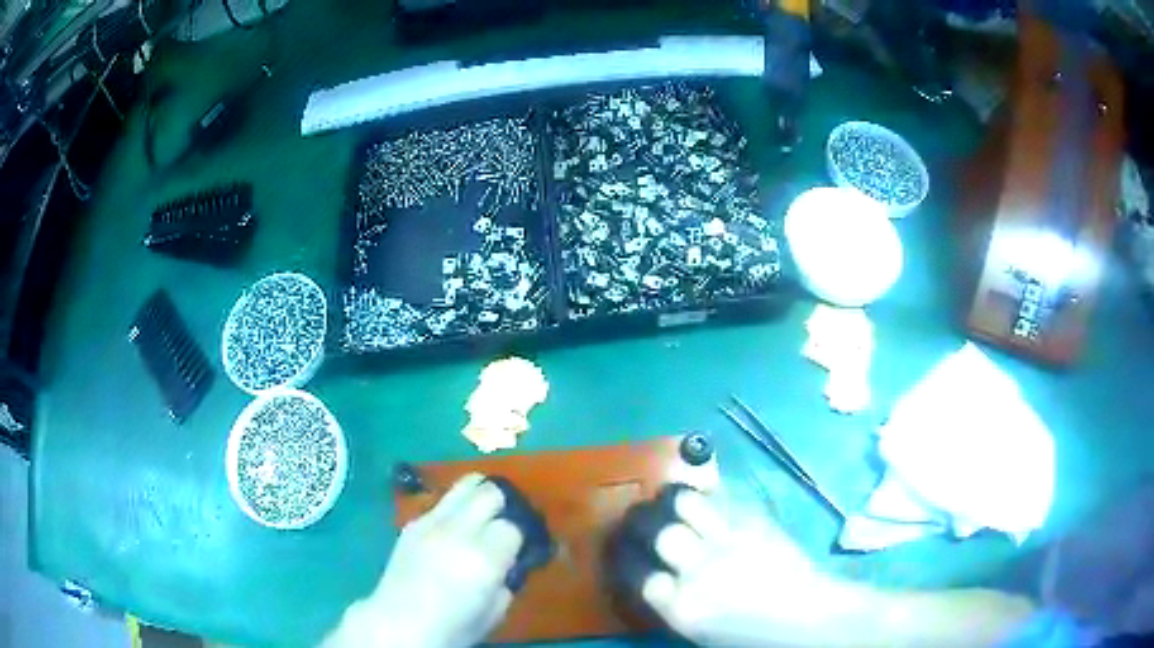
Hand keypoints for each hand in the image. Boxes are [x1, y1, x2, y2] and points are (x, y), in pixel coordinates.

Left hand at [326, 474, 522, 647]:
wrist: (400, 624)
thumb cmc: (454, 627)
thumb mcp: (496, 610)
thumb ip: (508, 578)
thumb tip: (510, 560)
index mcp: (484, 556)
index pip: (514, 526)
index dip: (521, 537)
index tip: (521, 549)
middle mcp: (458, 530)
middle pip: (490, 492)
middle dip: (504, 506)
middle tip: (504, 528)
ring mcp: (431, 522)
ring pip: (466, 484)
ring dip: (480, 496)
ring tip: (483, 517)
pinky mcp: (412, 523)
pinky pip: (442, 503)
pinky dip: (455, 510)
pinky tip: (453, 532)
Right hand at [612, 486, 841, 646]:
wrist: (808, 617)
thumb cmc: (749, 634)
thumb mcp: (698, 630)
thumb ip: (668, 601)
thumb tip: (647, 573)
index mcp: (683, 608)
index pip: (636, 571)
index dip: (623, 554)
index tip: (620, 547)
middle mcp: (701, 570)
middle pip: (658, 531)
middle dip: (639, 519)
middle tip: (636, 516)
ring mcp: (732, 540)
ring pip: (688, 503)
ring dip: (672, 498)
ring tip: (668, 499)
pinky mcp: (757, 521)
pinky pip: (723, 496)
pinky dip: (707, 493)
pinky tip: (703, 495)